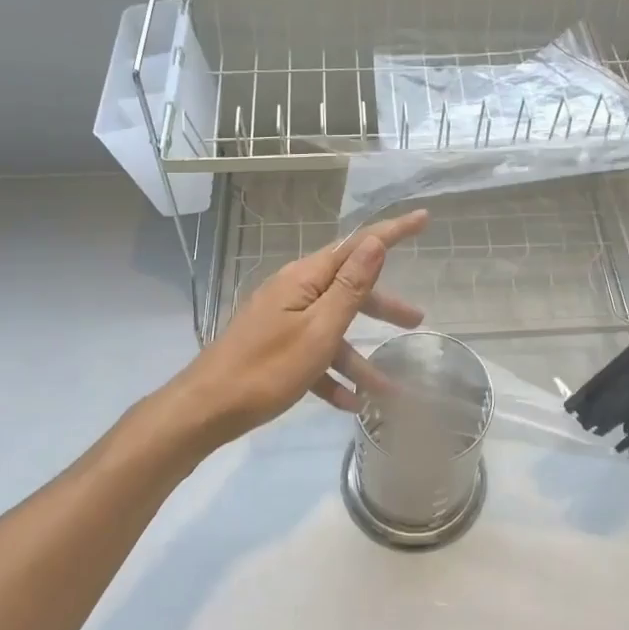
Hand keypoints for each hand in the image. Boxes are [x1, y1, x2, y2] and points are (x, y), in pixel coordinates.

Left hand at [175, 209, 430, 441]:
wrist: (205, 410)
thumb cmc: (267, 369)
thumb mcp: (319, 329)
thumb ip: (350, 287)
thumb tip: (375, 242)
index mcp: (305, 279)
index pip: (357, 246)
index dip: (392, 232)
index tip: (423, 219)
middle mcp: (294, 292)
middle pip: (348, 290)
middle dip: (383, 307)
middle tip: (417, 320)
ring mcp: (283, 321)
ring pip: (333, 329)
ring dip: (360, 357)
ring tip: (390, 388)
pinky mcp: (275, 349)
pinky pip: (313, 355)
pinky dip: (332, 376)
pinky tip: (350, 404)